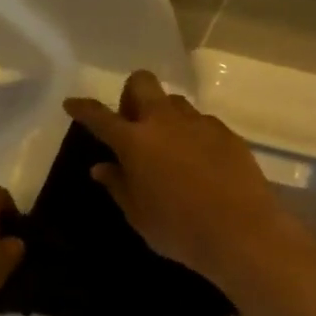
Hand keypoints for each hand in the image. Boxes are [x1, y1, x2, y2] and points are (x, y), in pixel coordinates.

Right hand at [64, 70, 306, 286]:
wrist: (243, 233)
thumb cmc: (179, 229)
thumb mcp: (138, 214)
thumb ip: (118, 185)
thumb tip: (102, 167)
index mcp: (134, 141)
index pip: (99, 116)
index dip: (82, 108)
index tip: (72, 104)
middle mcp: (164, 121)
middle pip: (141, 83)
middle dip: (129, 95)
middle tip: (131, 124)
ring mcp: (199, 123)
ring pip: (173, 101)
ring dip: (162, 114)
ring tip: (167, 145)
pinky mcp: (227, 133)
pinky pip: (200, 122)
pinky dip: (190, 133)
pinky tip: (197, 162)